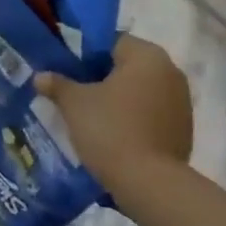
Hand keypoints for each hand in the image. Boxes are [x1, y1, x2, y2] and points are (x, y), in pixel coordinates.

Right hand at [35, 34, 191, 189]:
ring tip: (95, 119)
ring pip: (142, 91)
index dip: (87, 56)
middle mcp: (170, 71)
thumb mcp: (75, 104)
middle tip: (78, 96)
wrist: (149, 184)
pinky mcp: (185, 129)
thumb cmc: (110, 130)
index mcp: (147, 55)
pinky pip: (154, 114)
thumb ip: (58, 84)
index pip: (112, 41)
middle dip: (104, 78)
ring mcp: (182, 102)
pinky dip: (136, 119)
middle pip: (128, 66)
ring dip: (121, 100)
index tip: (70, 74)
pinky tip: (117, 137)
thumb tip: (41, 76)